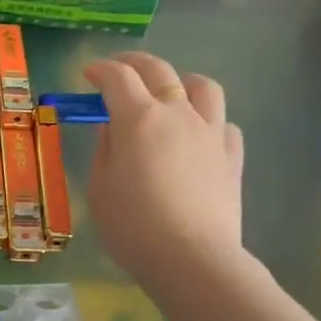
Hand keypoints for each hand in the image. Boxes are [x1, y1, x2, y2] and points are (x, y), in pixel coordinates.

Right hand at [83, 52, 247, 289]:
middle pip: (159, 70)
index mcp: (138, 118)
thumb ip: (105, 150)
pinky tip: (197, 136)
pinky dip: (207, 120)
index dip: (100, 70)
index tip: (88, 74)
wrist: (192, 258)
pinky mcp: (232, 155)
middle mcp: (178, 113)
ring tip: (170, 93)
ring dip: (182, 81)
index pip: (117, 77)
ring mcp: (211, 132)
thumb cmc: (133, 226)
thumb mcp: (100, 188)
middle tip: (119, 69)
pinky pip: (223, 123)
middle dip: (134, 62)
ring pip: (202, 86)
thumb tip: (113, 127)